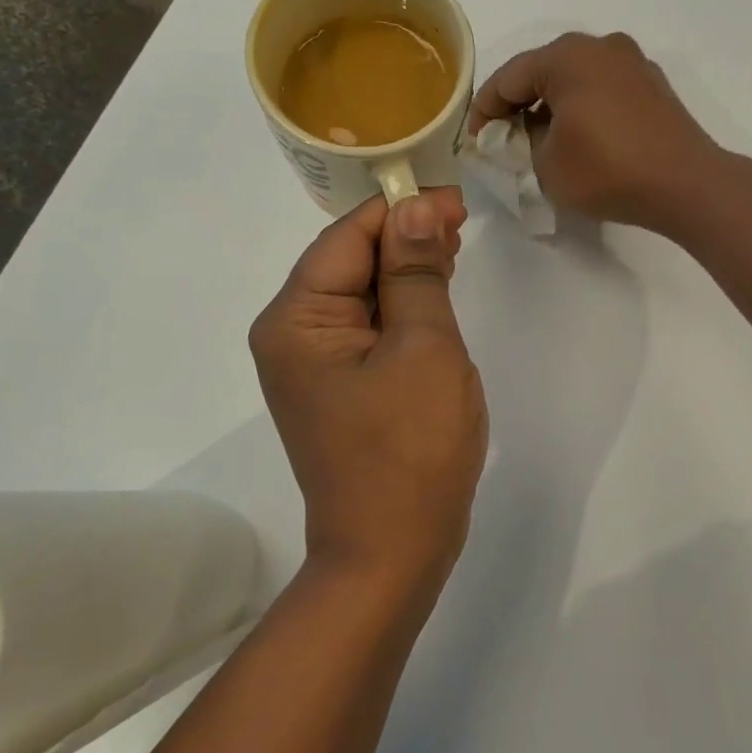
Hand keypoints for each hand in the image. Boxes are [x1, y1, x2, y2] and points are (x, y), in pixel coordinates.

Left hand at [250, 190, 487, 594]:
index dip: (401, 210)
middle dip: (403, 237)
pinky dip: (401, 306)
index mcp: (297, 320)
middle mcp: (291, 335)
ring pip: (361, 292)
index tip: (455, 200)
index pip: (347, 237)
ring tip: (452, 248)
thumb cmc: (411, 449)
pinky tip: (432, 292)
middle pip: (349, 261)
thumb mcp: (424, 348)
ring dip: (405, 268)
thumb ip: (415, 273)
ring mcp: (312, 364)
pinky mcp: (337, 385)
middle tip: (461, 222)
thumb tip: (414, 209)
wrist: (391, 552)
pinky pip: (368, 327)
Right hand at [468, 32, 719, 232]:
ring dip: (552, 105)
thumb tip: (532, 130)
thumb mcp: (547, 164)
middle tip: (505, 139)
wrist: (686, 184)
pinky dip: (584, 106)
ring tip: (541, 140)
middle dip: (519, 104)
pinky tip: (581, 136)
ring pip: (575, 78)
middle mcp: (600, 46)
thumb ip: (525, 141)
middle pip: (543, 71)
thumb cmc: (607, 171)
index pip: (508, 78)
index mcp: (566, 57)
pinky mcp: (653, 84)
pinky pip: (603, 88)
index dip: (485, 111)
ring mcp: (632, 62)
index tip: (476, 140)